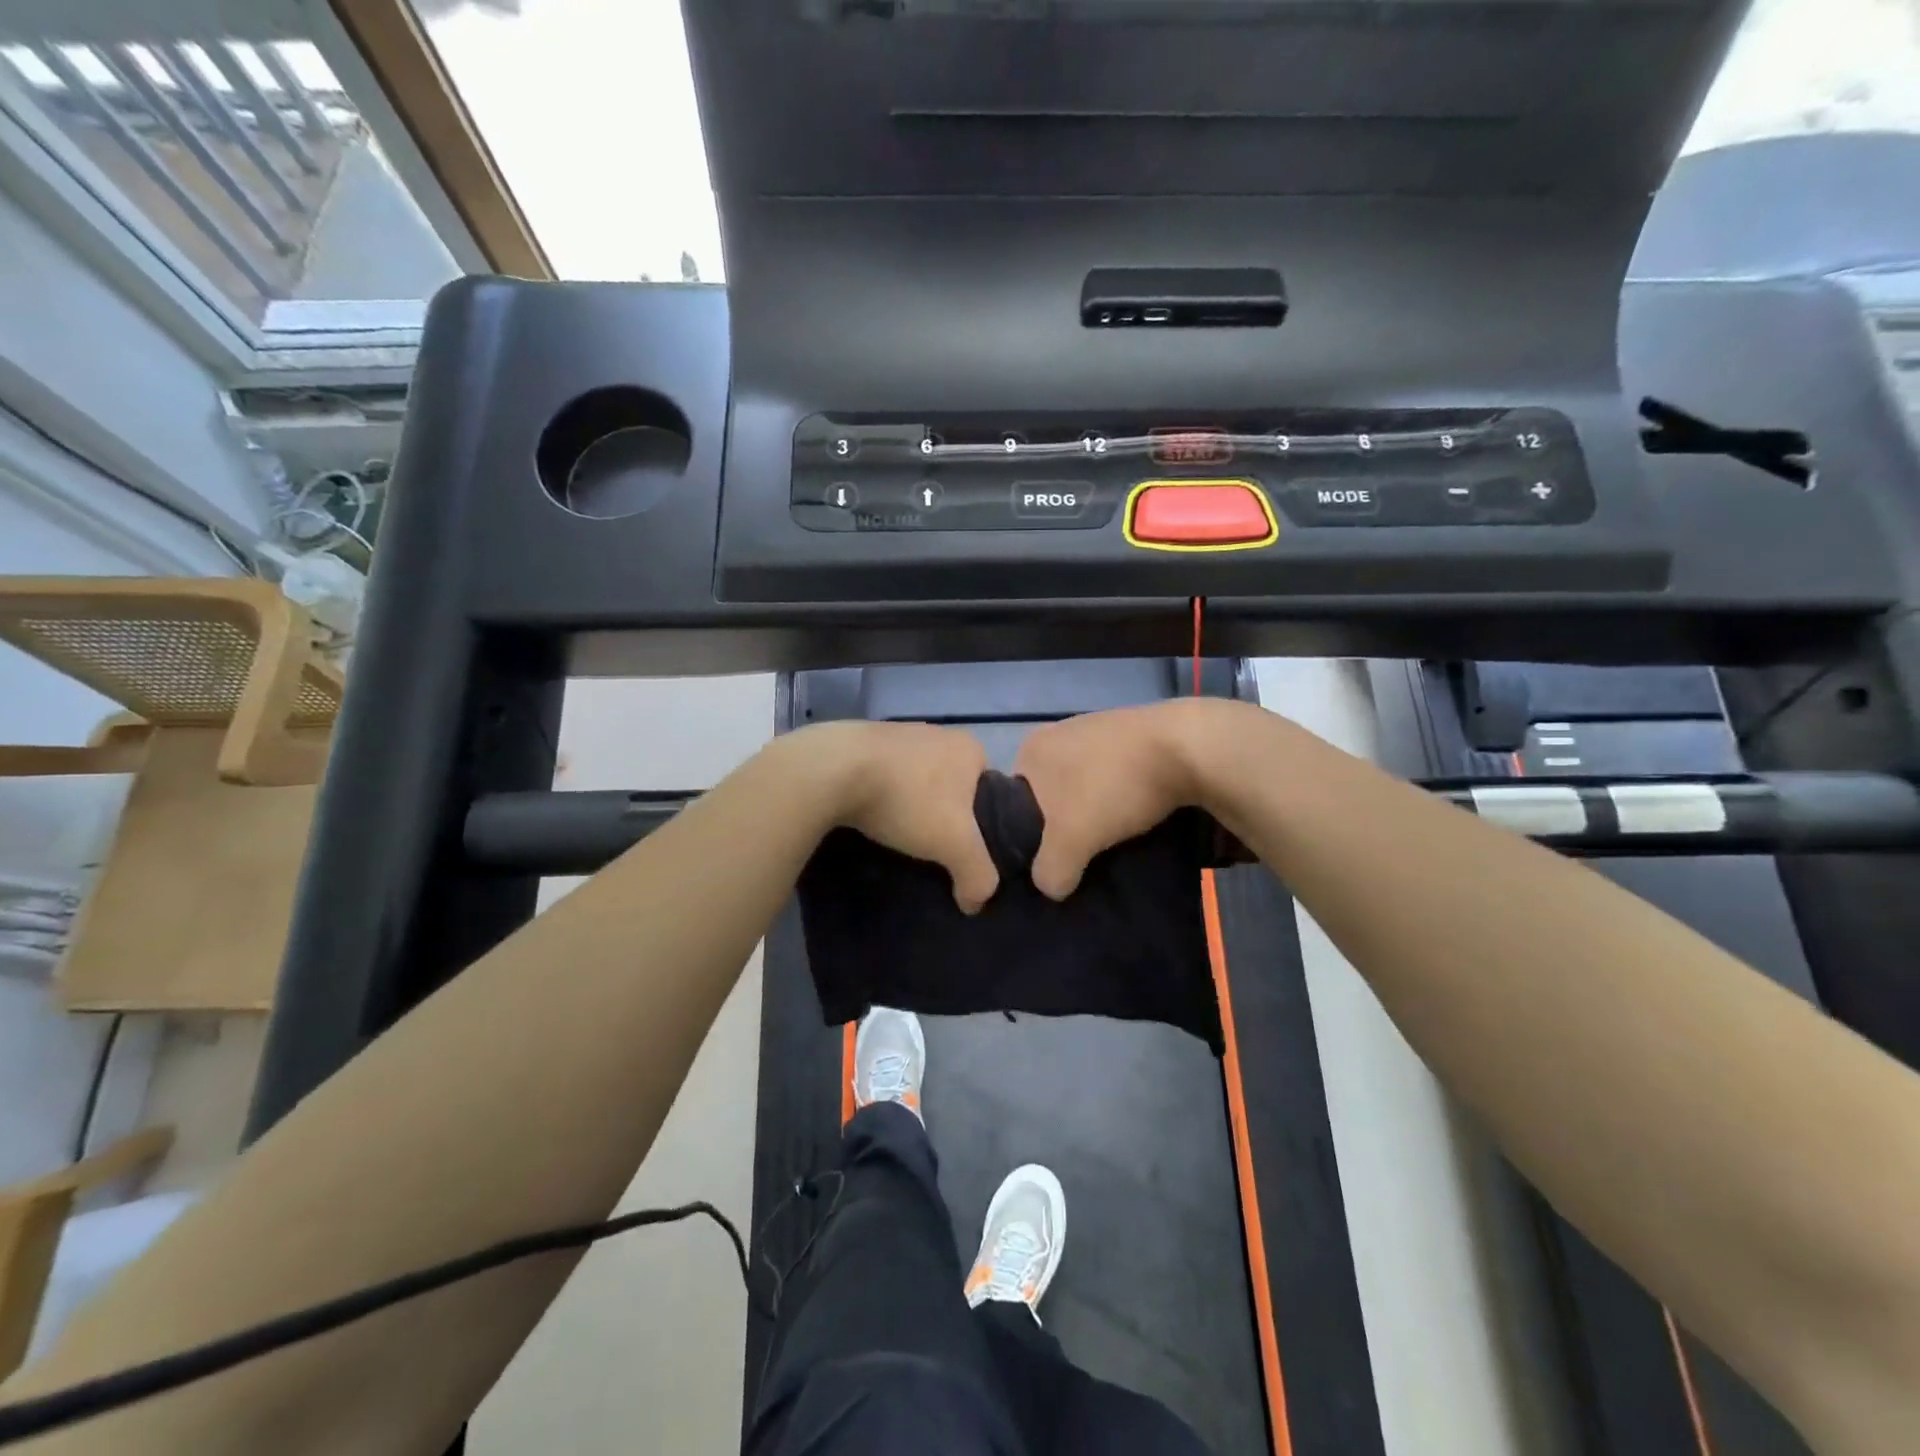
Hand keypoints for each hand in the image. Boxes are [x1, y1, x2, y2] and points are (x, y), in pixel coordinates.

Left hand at [811, 721, 999, 912]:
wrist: (833, 770)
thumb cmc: (908, 799)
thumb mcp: (956, 845)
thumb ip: (979, 875)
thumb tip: (975, 902)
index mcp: (968, 747)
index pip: (989, 791)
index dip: (981, 823)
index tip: (963, 849)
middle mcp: (937, 733)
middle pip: (951, 786)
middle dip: (942, 816)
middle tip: (931, 849)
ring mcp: (897, 734)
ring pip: (914, 781)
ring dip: (909, 806)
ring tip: (898, 838)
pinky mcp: (861, 743)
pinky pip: (882, 776)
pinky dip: (880, 797)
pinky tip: (870, 818)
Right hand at [1013, 700, 1220, 899]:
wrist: (1188, 748)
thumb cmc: (1114, 787)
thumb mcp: (1071, 841)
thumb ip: (1050, 871)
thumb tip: (1051, 886)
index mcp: (1031, 749)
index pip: (1012, 802)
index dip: (1030, 835)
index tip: (1052, 857)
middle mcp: (1058, 732)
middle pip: (1050, 794)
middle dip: (1065, 824)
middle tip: (1083, 852)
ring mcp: (1096, 729)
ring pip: (1084, 786)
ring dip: (1096, 811)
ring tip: (1113, 837)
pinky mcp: (1132, 734)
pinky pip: (1114, 775)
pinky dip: (1121, 796)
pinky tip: (1136, 813)